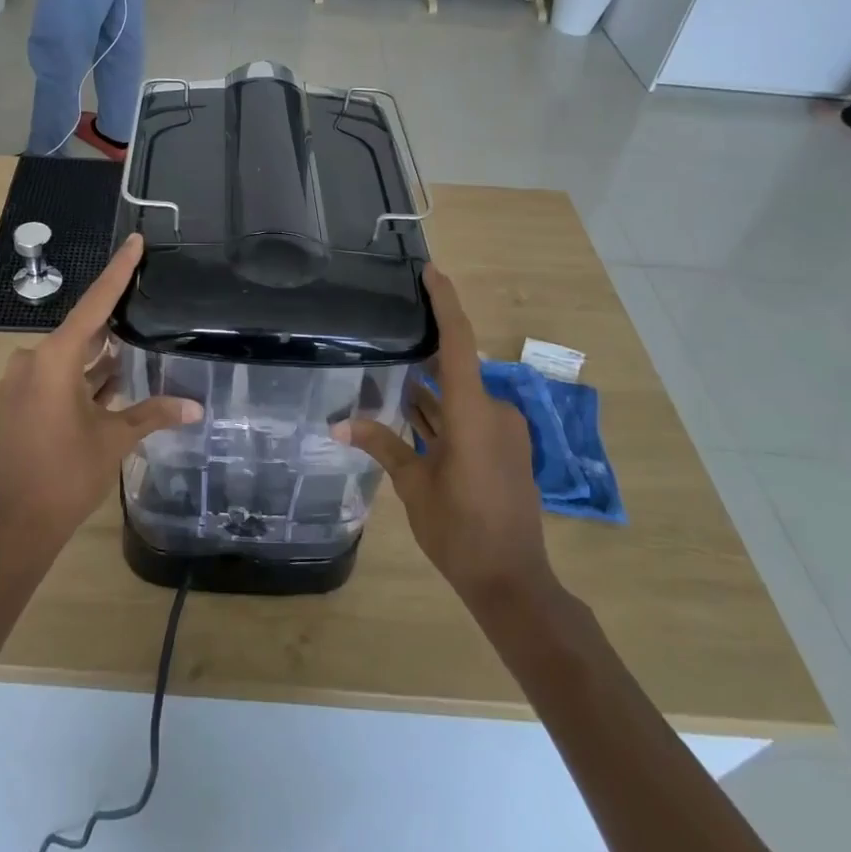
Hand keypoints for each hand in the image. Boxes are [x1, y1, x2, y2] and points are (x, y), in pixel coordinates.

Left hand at [0, 234, 199, 555]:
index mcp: (53, 360)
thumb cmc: (66, 475)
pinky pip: (59, 376)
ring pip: (71, 356)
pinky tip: (115, 374)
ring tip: (138, 335)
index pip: (94, 305)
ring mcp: (23, 383)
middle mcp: (33, 362)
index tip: (134, 241)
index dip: (117, 272)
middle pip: (82, 329)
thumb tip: (195, 407)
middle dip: (113, 318)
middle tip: (146, 294)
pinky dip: (85, 376)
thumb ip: (153, 414)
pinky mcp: (21, 402)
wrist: (15, 524)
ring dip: (100, 353)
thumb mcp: (114, 439)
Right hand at [340, 266, 554, 606]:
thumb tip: (338, 423)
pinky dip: (443, 413)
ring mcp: (502, 432)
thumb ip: (381, 444)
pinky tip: (411, 412)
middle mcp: (493, 412)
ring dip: (430, 390)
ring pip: (459, 396)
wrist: (512, 580)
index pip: (459, 342)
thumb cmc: (459, 529)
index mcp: (473, 413)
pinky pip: (469, 417)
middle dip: (423, 354)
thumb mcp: (413, 485)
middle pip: (456, 369)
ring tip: (390, 372)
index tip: (431, 271)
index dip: (446, 303)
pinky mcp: (503, 449)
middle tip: (389, 331)